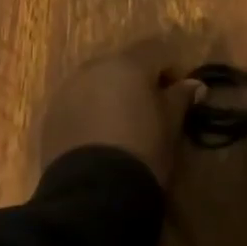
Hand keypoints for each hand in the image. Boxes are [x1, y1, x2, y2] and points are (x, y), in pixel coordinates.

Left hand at [38, 40, 201, 186]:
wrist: (94, 194)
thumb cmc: (142, 152)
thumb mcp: (170, 126)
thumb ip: (181, 98)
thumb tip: (195, 85)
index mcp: (127, 64)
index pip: (156, 50)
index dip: (171, 70)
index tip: (178, 96)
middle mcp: (94, 68)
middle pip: (122, 64)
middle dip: (137, 81)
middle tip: (150, 111)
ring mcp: (67, 90)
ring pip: (96, 82)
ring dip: (111, 95)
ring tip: (121, 126)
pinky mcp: (50, 115)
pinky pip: (76, 103)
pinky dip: (89, 112)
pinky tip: (98, 139)